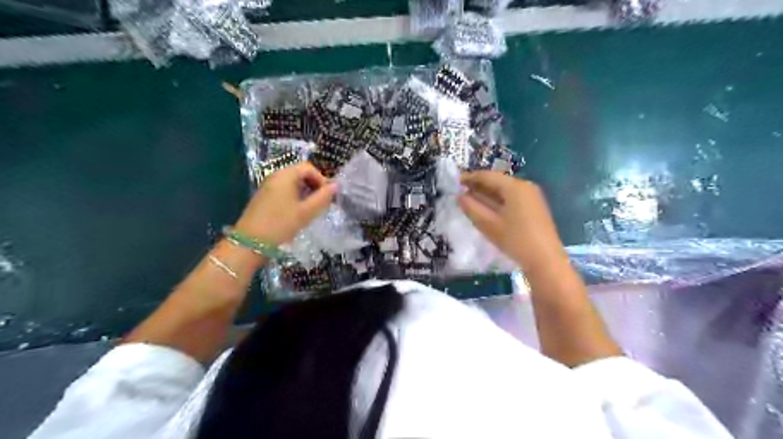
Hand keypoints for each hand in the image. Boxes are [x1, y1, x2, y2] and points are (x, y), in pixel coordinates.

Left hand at [235, 161, 339, 245]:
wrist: (250, 243)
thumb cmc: (281, 224)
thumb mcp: (306, 212)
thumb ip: (323, 197)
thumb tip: (336, 186)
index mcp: (285, 175)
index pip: (308, 167)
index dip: (321, 179)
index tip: (327, 196)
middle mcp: (275, 176)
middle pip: (300, 174)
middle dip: (314, 186)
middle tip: (321, 203)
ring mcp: (268, 187)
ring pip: (293, 183)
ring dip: (306, 193)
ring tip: (312, 209)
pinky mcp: (265, 197)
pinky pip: (285, 191)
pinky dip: (295, 198)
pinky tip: (298, 213)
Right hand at [460, 171, 569, 273]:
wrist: (545, 261)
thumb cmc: (516, 240)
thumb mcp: (489, 225)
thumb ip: (472, 208)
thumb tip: (459, 196)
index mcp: (515, 187)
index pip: (488, 176)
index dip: (469, 177)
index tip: (454, 182)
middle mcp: (525, 186)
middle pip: (497, 181)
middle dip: (478, 186)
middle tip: (460, 191)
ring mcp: (531, 196)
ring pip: (504, 190)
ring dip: (487, 194)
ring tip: (469, 200)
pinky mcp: (534, 207)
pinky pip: (511, 198)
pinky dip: (497, 201)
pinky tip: (486, 208)